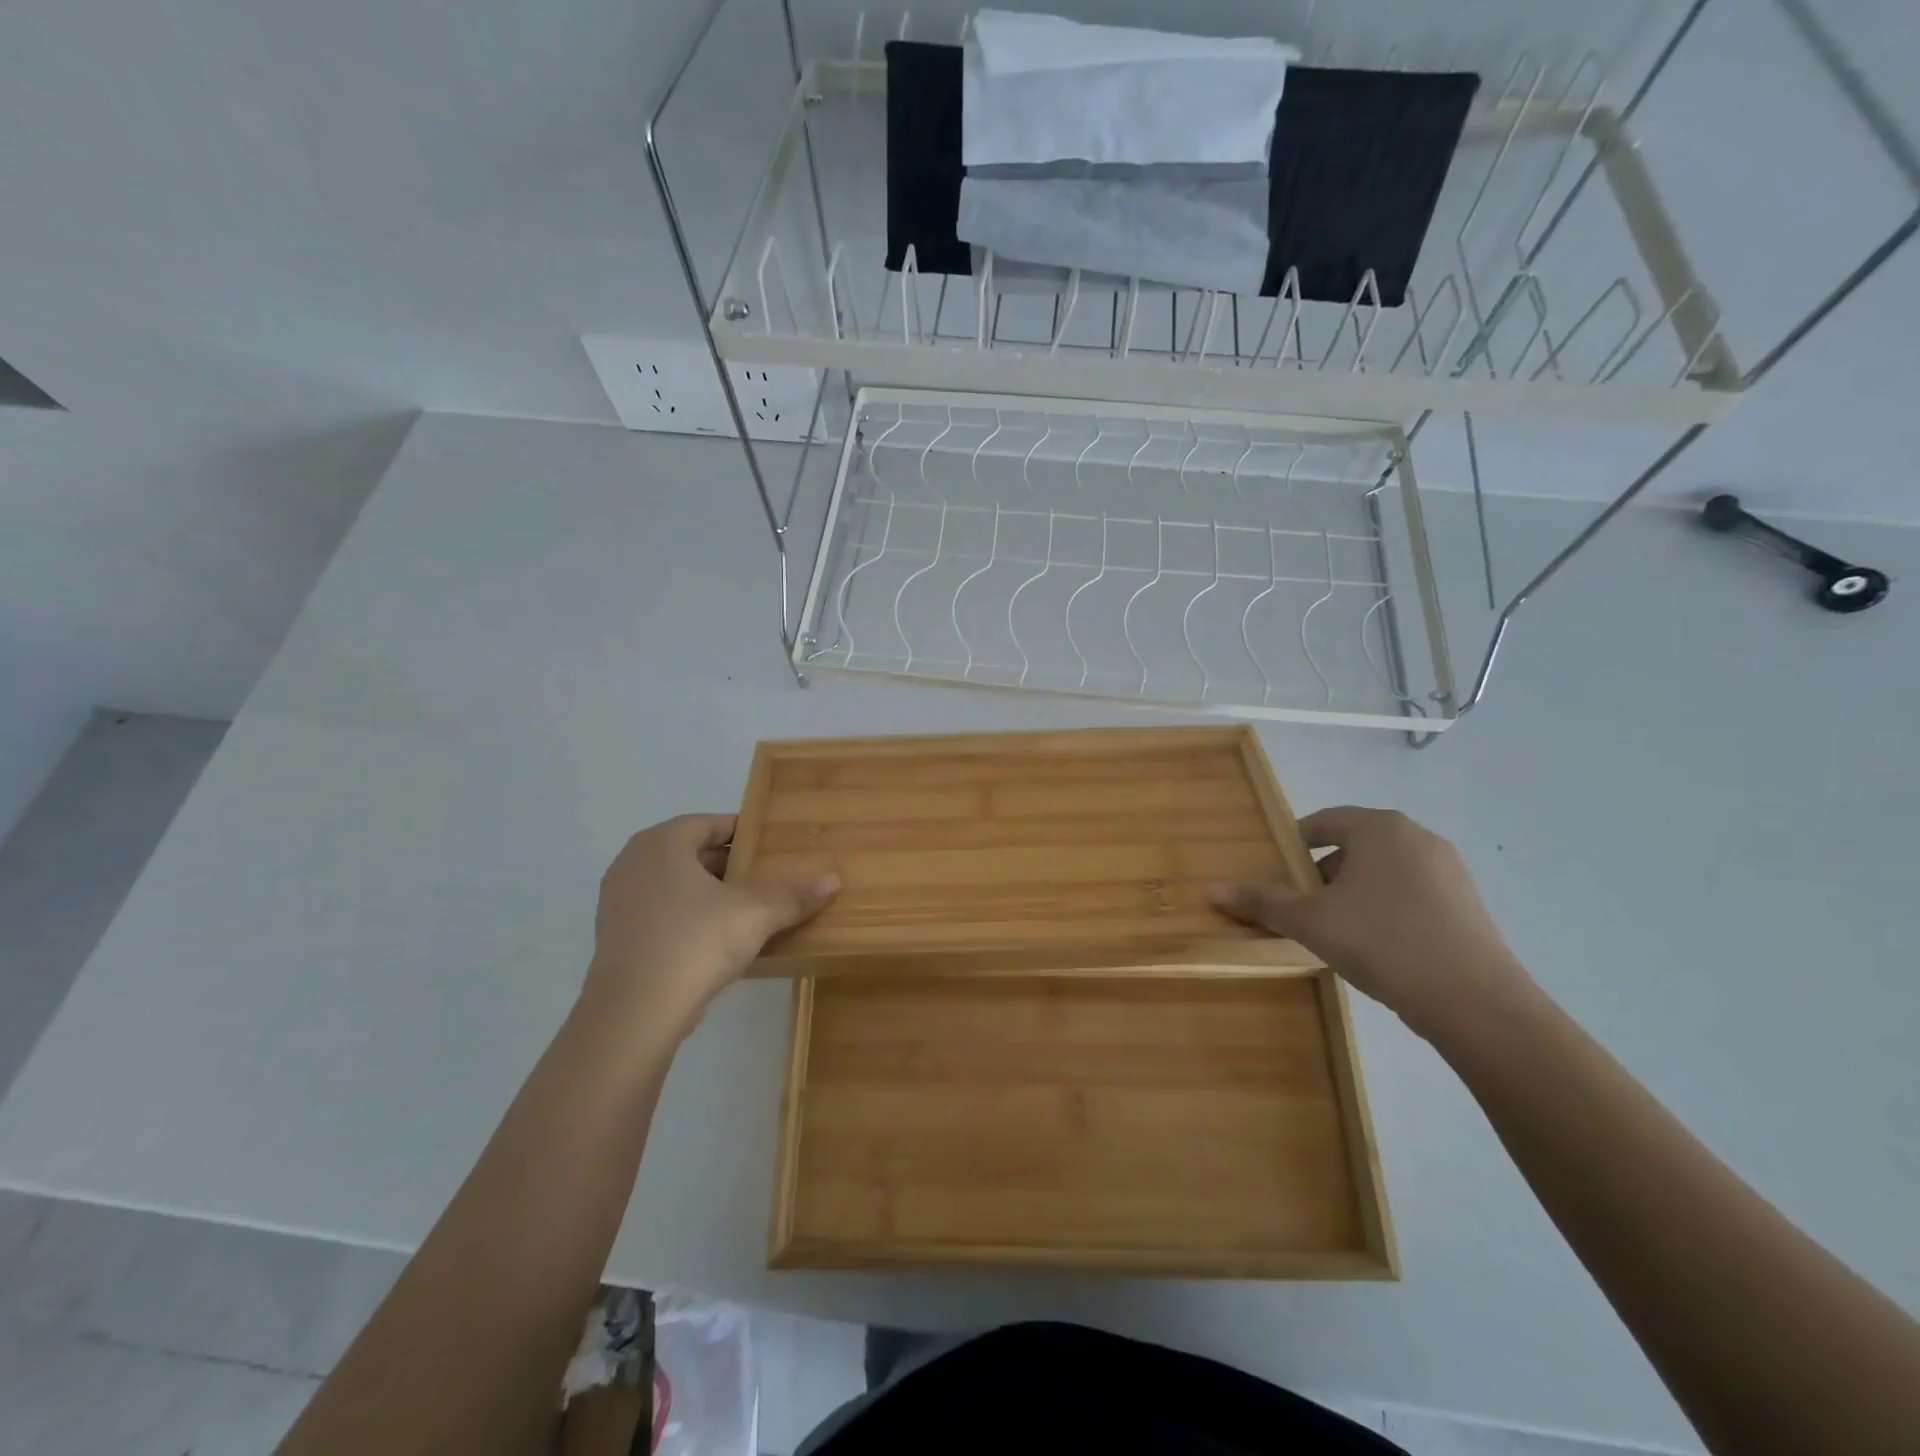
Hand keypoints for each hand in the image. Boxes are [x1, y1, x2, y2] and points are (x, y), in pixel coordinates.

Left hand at [582, 814, 837, 1036]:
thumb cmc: (696, 942)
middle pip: (692, 853)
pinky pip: (661, 914)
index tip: (773, 848)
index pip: (710, 823)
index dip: (745, 834)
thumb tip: (834, 880)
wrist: (634, 1014)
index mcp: (662, 843)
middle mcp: (633, 862)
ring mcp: (618, 902)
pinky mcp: (616, 938)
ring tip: (747, 910)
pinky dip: (688, 918)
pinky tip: (717, 941)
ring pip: (675, 885)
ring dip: (709, 893)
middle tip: (766, 878)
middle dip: (730, 865)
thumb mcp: (756, 913)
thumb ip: (794, 894)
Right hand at [1212, 806, 1532, 1040]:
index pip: (1324, 821)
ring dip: (1354, 892)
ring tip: (1337, 930)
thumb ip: (1262, 902)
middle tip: (1302, 907)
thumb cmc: (1382, 942)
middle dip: (1323, 873)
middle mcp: (1418, 837)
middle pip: (1354, 845)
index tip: (1277, 873)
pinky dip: (1387, 908)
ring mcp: (1449, 870)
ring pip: (1384, 871)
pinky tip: (1378, 946)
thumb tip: (1211, 890)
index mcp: (1380, 828)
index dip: (1294, 844)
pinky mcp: (1468, 903)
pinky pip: (1412, 893)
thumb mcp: (1311, 922)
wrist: (1475, 1001)